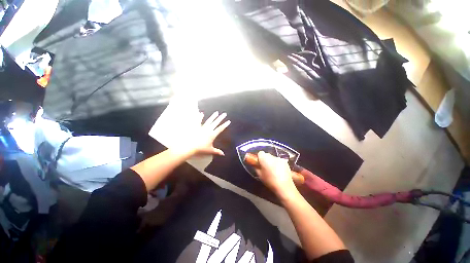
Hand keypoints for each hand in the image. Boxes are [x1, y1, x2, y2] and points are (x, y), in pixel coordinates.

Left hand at [174, 111, 229, 156]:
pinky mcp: (196, 127)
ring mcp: (202, 127)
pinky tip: (201, 113)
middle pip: (216, 123)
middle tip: (224, 114)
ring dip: (213, 116)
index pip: (220, 129)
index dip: (225, 125)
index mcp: (212, 135)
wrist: (190, 146)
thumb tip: (223, 154)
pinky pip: (198, 121)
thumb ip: (217, 151)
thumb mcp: (210, 151)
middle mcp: (208, 130)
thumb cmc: (200, 149)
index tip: (228, 121)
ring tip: (216, 112)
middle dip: (220, 118)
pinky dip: (200, 117)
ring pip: (209, 121)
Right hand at [255, 151, 298, 199]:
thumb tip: (255, 164)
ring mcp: (279, 158)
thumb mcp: (259, 175)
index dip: (259, 158)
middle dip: (265, 159)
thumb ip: (256, 167)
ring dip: (271, 161)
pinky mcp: (285, 162)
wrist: (284, 186)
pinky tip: (279, 171)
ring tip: (272, 170)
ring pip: (273, 158)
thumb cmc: (270, 181)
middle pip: (266, 155)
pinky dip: (277, 164)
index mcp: (264, 158)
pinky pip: (278, 161)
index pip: (260, 153)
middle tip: (265, 167)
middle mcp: (272, 156)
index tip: (259, 164)